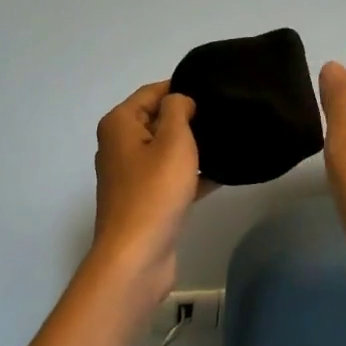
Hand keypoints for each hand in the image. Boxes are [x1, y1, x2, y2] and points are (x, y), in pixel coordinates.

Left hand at [89, 81, 202, 306]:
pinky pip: (170, 176)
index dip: (180, 88)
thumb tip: (180, 100)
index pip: (151, 92)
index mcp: (119, 124)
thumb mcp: (173, 140)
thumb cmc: (154, 191)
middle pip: (157, 119)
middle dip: (188, 118)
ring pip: (166, 150)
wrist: (136, 257)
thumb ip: (178, 110)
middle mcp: (119, 145)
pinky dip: (191, 174)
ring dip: (192, 148)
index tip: (213, 90)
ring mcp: (130, 175)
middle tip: (224, 116)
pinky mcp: (144, 200)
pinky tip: (221, 175)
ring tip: (227, 142)